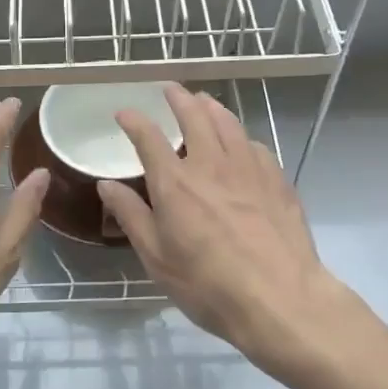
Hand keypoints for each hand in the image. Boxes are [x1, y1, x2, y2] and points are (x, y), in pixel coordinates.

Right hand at [98, 85, 351, 377]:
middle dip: (178, 98)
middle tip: (170, 89)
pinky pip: (255, 145)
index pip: (148, 137)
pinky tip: (242, 143)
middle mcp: (211, 164)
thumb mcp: (157, 258)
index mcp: (175, 183)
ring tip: (204, 101)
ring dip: (212, 107)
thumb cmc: (208, 284)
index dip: (133, 120)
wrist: (280, 298)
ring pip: (229, 123)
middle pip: (194, 115)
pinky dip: (241, 136)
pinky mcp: (277, 180)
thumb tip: (107, 185)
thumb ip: (132, 215)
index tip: (124, 113)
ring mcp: (249, 168)